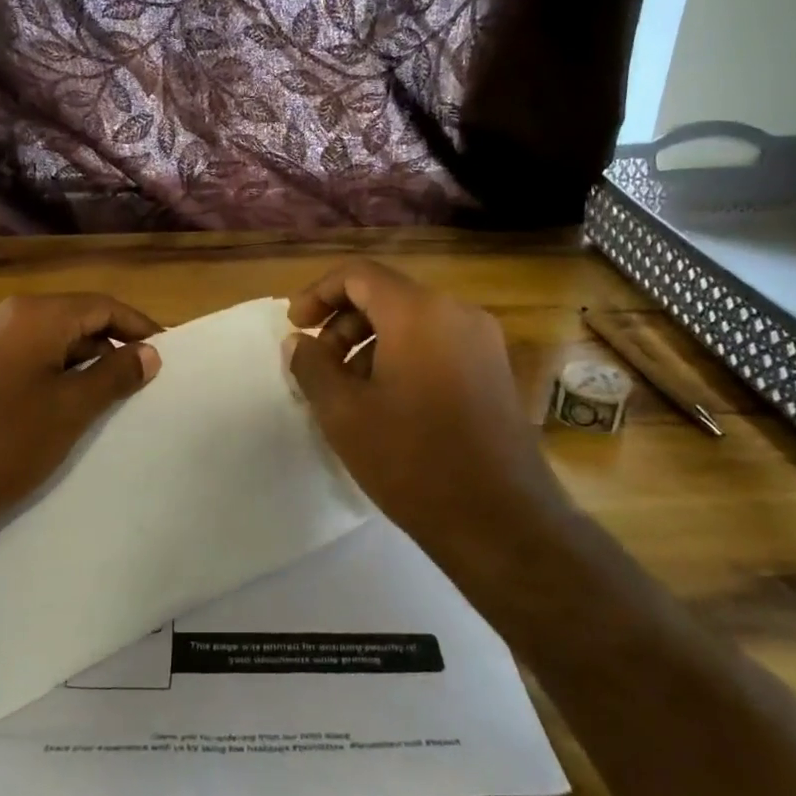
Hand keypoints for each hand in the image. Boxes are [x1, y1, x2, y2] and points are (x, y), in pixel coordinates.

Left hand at [0, 293, 161, 540]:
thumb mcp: (71, 409)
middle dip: (110, 345)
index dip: (138, 326)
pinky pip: (19, 359)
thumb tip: (148, 353)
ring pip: (45, 341)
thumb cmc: (3, 444)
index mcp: (32, 316)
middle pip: (72, 319)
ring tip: (104, 397)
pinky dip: (49, 373)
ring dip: (80, 362)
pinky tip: (56, 407)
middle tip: (139, 380)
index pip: (101, 305)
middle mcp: (2, 318)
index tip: (165, 352)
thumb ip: (114, 374)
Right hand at [285, 260, 552, 545]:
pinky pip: (438, 344)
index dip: (318, 293)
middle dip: (344, 322)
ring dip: (371, 342)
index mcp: (419, 312)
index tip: (296, 326)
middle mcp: (457, 313)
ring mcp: (483, 341)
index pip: (358, 274)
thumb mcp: (344, 413)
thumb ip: (312, 366)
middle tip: (319, 365)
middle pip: (387, 295)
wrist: (500, 520)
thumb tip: (299, 342)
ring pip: (413, 321)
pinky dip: (403, 356)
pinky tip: (387, 402)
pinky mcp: (495, 370)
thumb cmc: (412, 460)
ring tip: (349, 390)